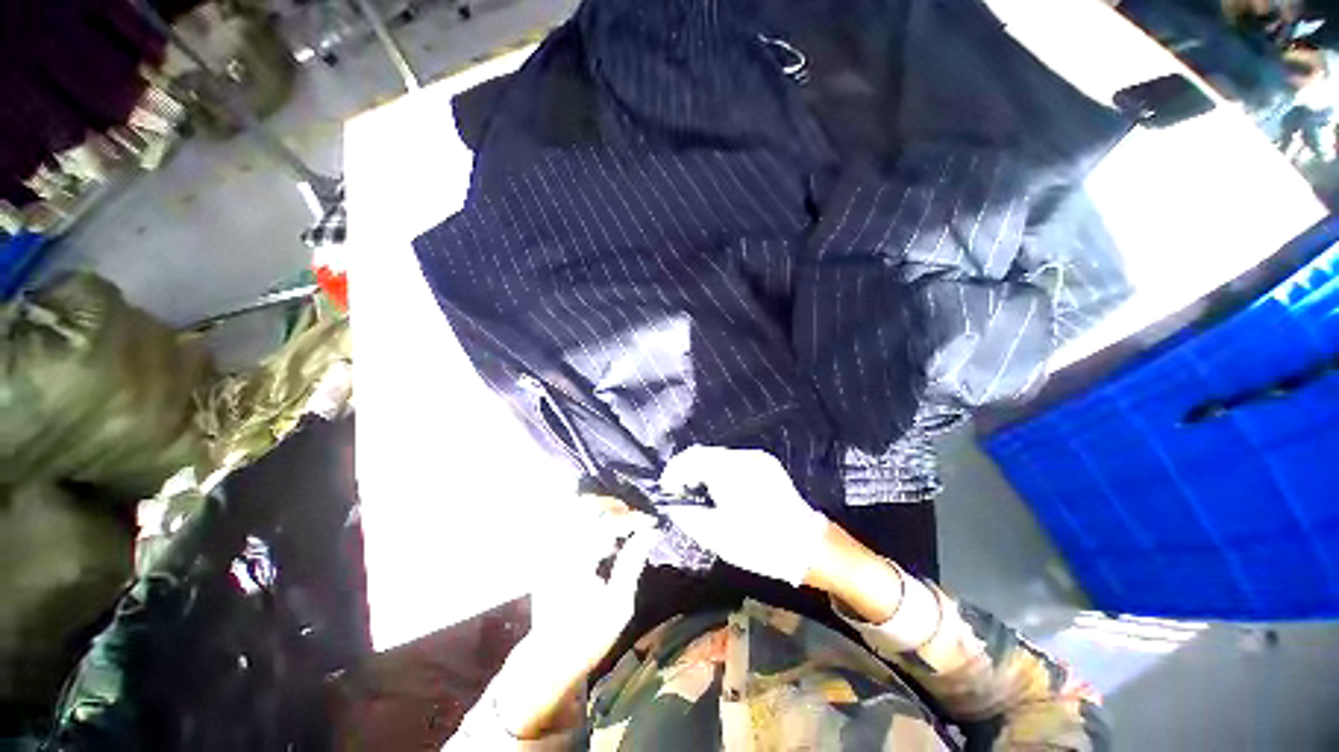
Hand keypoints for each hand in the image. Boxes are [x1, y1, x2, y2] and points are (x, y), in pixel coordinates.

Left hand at [529, 496, 656, 665]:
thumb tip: (649, 533)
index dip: (632, 519)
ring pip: (572, 510)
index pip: (607, 523)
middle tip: (632, 516)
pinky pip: (566, 523)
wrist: (550, 658)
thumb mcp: (619, 605)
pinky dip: (586, 520)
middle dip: (613, 506)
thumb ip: (632, 562)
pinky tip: (599, 536)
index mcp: (577, 561)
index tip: (651, 523)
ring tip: (617, 523)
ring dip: (598, 510)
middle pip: (585, 506)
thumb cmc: (589, 636)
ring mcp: (550, 550)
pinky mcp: (547, 554)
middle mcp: (559, 549)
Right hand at [659, 446, 828, 586]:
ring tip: (699, 493)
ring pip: (720, 456)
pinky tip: (722, 490)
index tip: (667, 488)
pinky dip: (721, 471)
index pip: (691, 458)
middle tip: (681, 492)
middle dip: (688, 470)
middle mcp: (744, 457)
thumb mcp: (717, 536)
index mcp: (730, 471)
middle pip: (705, 454)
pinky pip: (735, 461)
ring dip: (704, 470)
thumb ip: (688, 516)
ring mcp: (758, 459)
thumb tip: (672, 505)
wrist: (808, 545)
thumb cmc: (760, 543)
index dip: (674, 471)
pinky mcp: (767, 464)